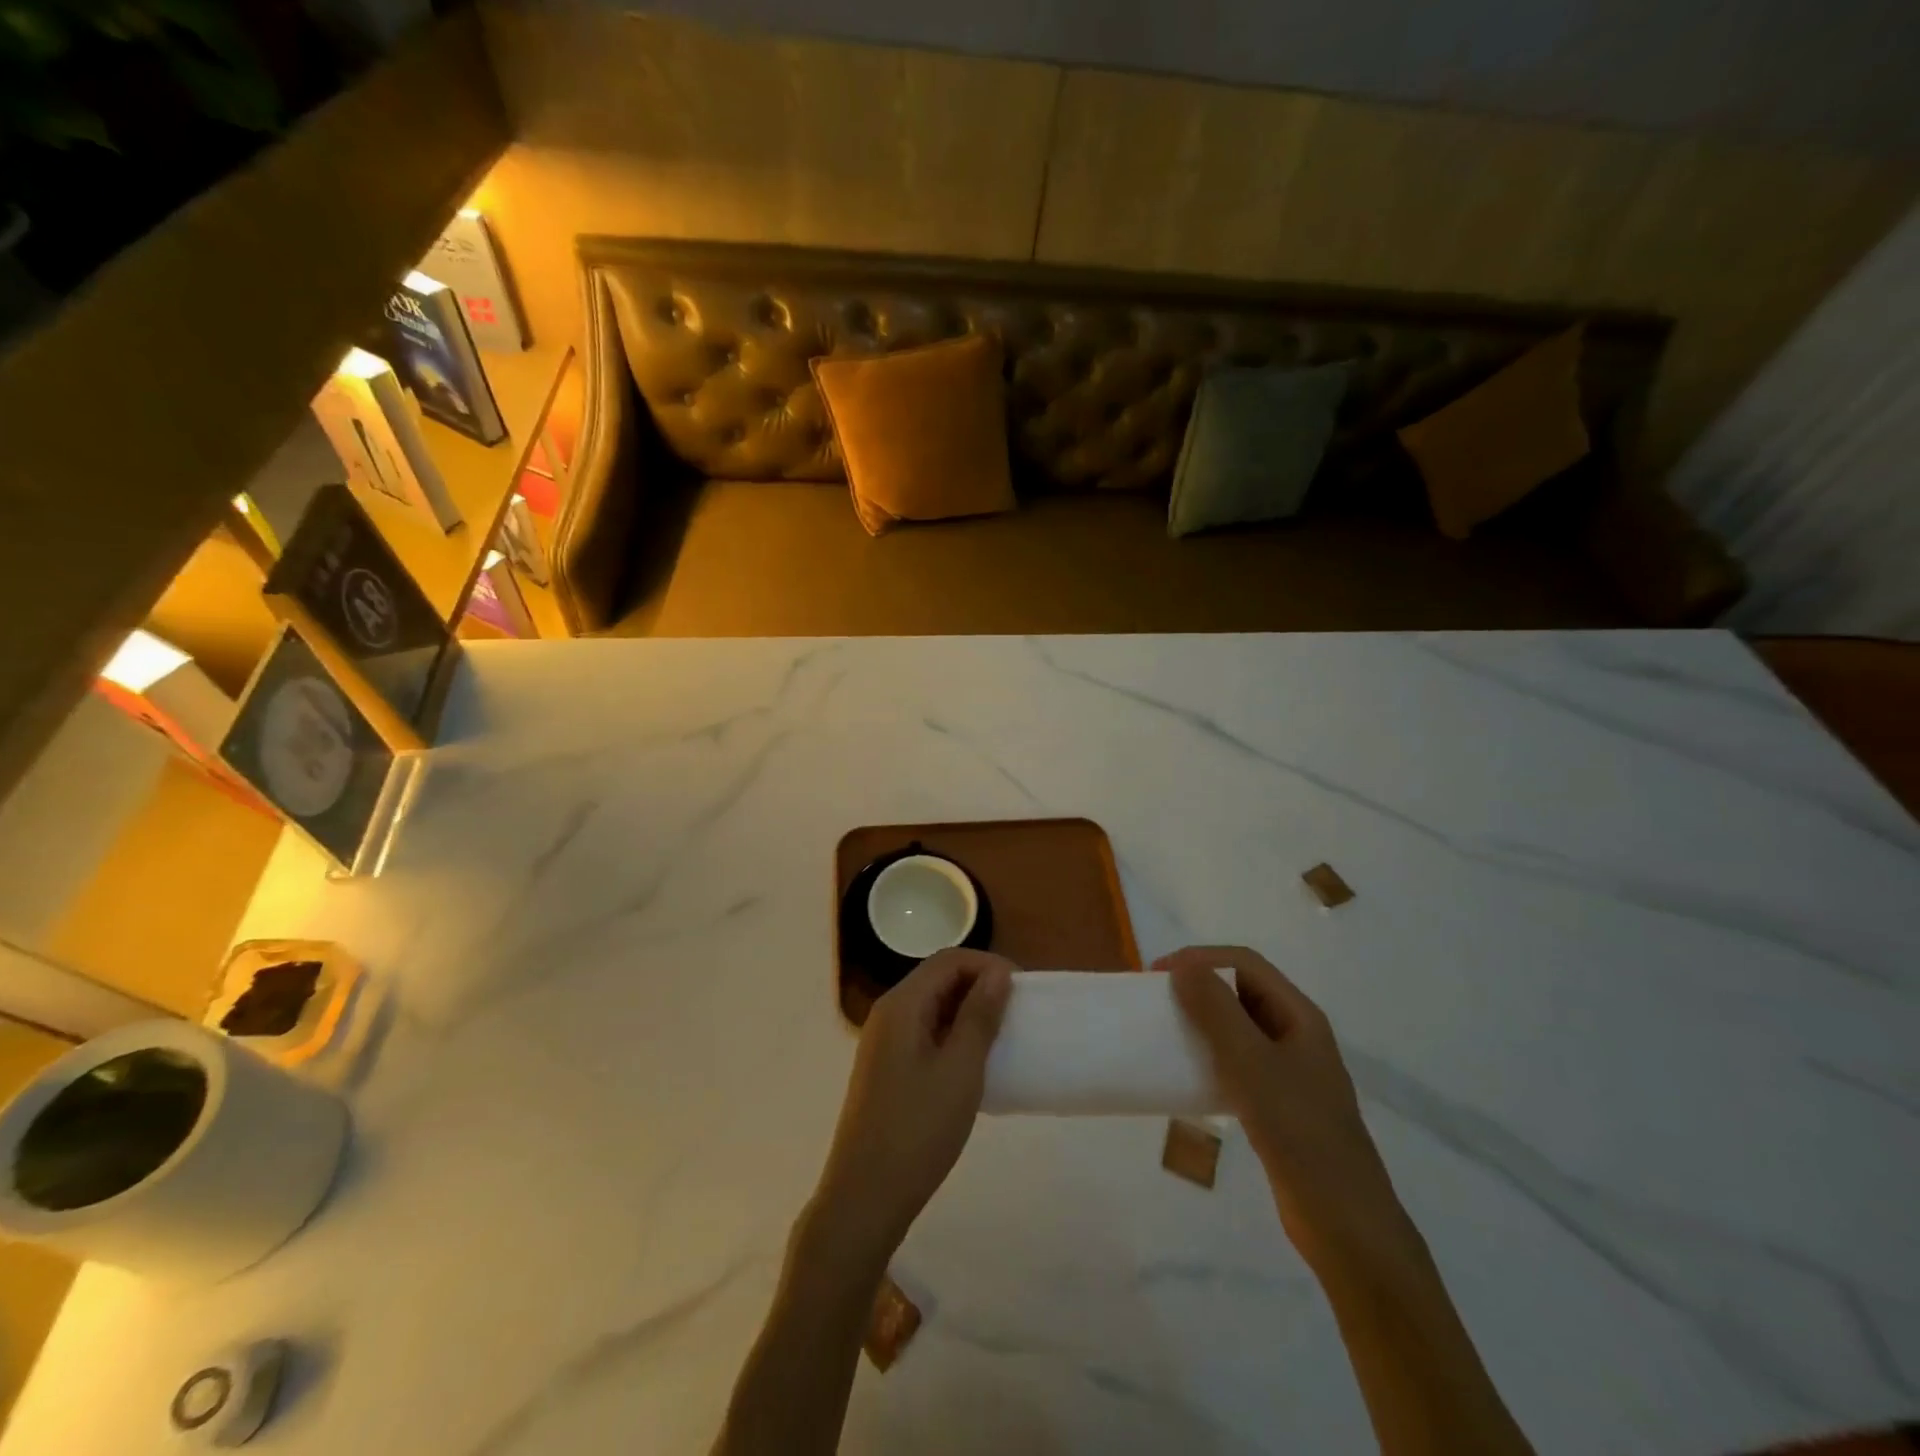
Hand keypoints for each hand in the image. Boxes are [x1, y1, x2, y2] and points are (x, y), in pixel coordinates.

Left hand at [809, 949, 1014, 1270]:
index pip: (949, 960)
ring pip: (933, 1006)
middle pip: (938, 978)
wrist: (865, 1197)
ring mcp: (885, 1042)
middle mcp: (889, 1014)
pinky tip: (975, 1061)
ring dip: (969, 1010)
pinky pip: (926, 1032)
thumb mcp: (960, 1070)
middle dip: (980, 984)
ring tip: (1004, 1034)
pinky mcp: (888, 1068)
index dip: (988, 965)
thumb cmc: (917, 1130)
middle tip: (1018, 1011)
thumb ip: (979, 1016)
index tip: (1024, 989)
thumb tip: (998, 973)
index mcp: (902, 1005)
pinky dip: (954, 1033)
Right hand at [1158, 945, 1412, 1269]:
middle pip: (1243, 991)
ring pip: (1240, 1027)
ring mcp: (1291, 1071)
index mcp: (1300, 1015)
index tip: (1157, 974)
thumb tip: (1183, 966)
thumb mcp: (1250, 1063)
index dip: (1201, 958)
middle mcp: (1297, 1035)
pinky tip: (1189, 1075)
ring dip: (1203, 1020)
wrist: (1343, 1222)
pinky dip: (1211, 1056)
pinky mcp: (1280, 1104)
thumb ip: (1216, 1010)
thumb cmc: (1297, 1130)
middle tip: (1158, 1000)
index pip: (1245, 964)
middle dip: (1200, 985)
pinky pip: (1239, 1062)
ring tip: (1168, 1032)